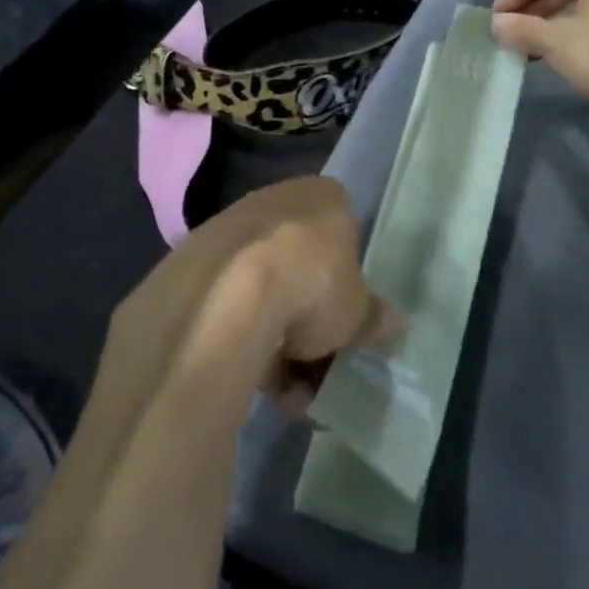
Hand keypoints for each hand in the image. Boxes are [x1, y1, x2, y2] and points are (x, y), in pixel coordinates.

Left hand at [239, 176, 400, 412]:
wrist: (228, 296)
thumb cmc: (312, 285)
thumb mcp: (357, 311)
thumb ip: (373, 315)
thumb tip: (395, 321)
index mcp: (322, 196)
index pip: (343, 228)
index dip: (345, 276)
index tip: (345, 315)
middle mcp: (276, 199)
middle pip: (300, 262)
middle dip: (308, 317)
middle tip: (317, 362)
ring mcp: (230, 226)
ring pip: (262, 286)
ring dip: (275, 339)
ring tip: (286, 393)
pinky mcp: (193, 260)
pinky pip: (229, 302)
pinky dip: (241, 337)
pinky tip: (251, 381)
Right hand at [490, 0, 588, 126]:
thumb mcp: (556, 42)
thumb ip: (522, 28)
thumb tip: (497, 24)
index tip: (498, 15)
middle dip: (533, 6)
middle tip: (510, 30)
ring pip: (583, 2)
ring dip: (551, 21)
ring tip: (528, 46)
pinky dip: (574, 30)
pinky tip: (558, 54)